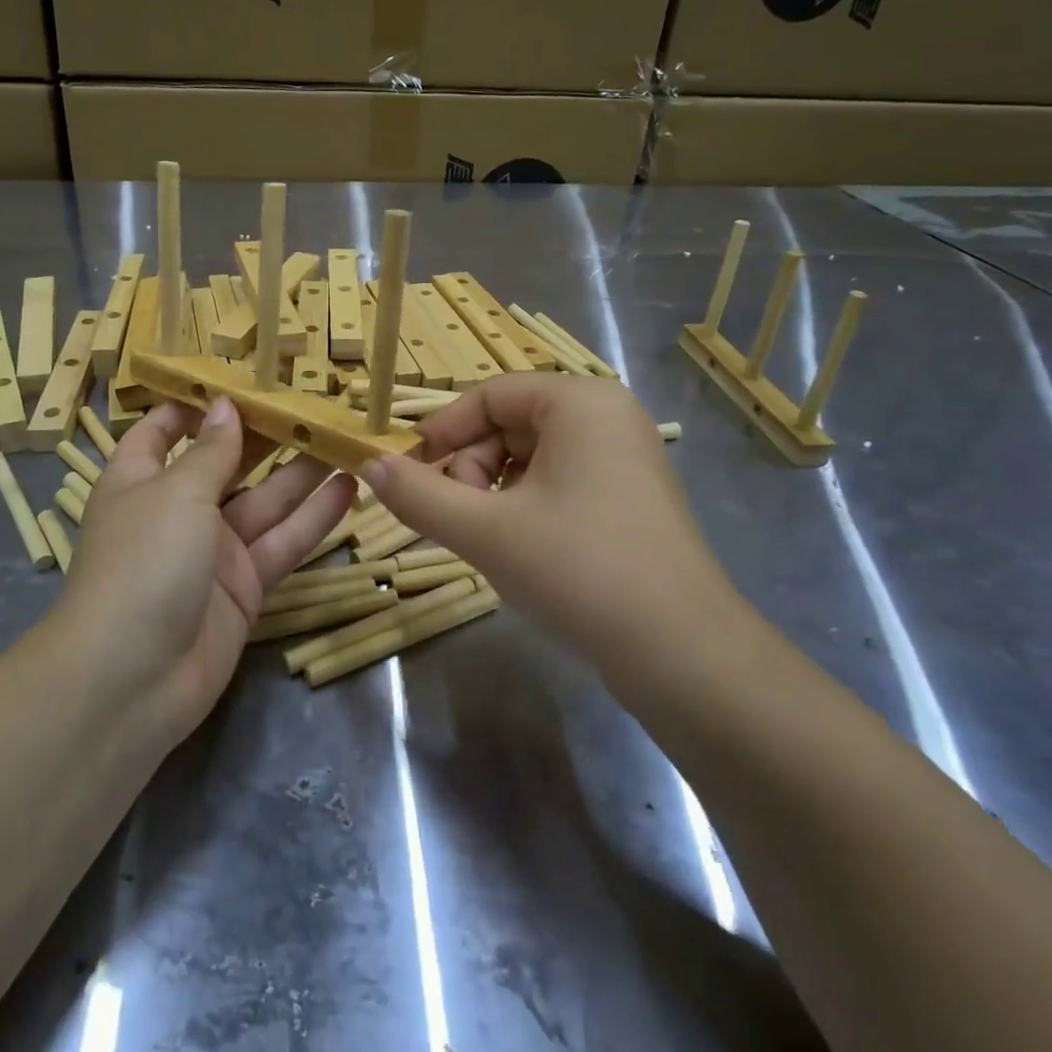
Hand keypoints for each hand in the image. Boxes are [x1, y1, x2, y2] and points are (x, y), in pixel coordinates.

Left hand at [60, 396, 356, 742]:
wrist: (133, 680)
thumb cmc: (143, 562)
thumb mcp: (176, 494)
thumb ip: (211, 451)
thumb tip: (225, 405)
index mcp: (141, 481)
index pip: (161, 432)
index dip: (193, 406)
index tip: (237, 379)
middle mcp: (177, 512)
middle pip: (226, 464)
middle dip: (265, 435)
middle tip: (314, 402)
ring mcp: (213, 552)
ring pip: (265, 503)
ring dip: (302, 472)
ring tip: (345, 437)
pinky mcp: (245, 588)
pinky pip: (282, 543)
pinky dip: (314, 519)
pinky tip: (349, 489)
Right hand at [362, 374, 748, 668]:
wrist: (683, 655)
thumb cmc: (578, 570)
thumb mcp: (484, 530)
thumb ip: (418, 494)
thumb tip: (368, 466)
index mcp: (579, 402)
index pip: (488, 396)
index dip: (441, 432)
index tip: (408, 474)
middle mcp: (607, 417)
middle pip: (508, 426)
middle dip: (470, 471)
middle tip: (456, 521)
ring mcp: (624, 459)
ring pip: (530, 460)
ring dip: (493, 495)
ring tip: (488, 543)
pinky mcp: (630, 500)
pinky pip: (558, 485)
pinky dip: (525, 509)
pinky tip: (521, 552)